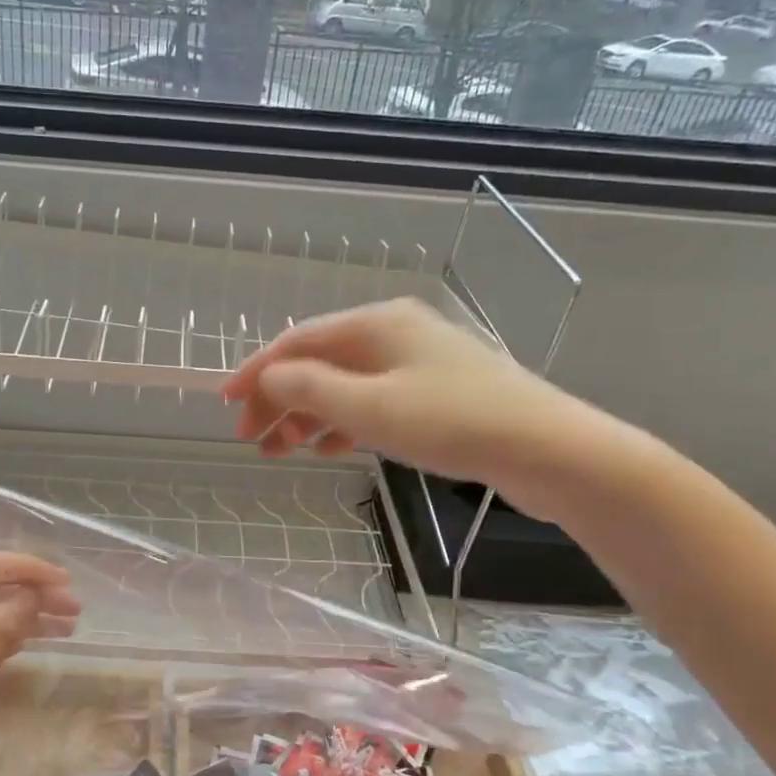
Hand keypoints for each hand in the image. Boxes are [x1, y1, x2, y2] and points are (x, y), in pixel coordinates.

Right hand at [222, 298, 599, 520]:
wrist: (549, 450)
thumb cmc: (453, 421)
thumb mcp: (369, 406)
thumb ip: (309, 388)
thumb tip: (267, 377)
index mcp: (377, 323)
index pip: (298, 341)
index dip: (256, 371)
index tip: (226, 404)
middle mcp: (394, 334)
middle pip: (318, 362)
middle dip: (279, 399)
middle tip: (251, 439)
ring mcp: (417, 364)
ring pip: (343, 386)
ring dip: (306, 416)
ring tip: (279, 452)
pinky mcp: (435, 395)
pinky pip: (371, 403)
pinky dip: (342, 424)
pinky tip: (328, 449)